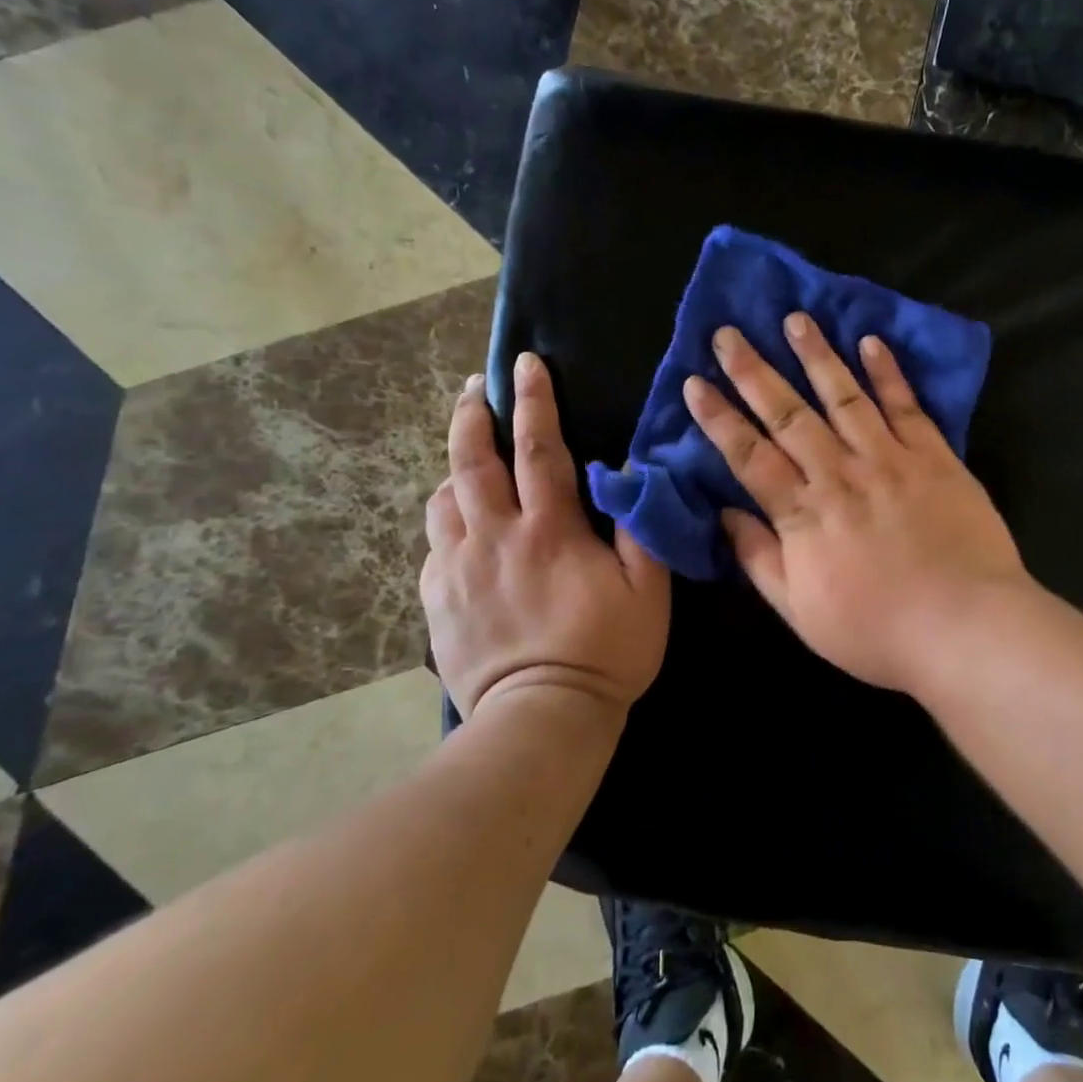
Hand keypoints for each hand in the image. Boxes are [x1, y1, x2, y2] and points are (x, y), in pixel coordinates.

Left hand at [423, 354, 669, 717]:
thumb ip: (641, 529)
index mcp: (549, 530)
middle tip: (475, 387)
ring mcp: (457, 567)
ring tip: (469, 458)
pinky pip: (433, 542)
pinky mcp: (436, 598)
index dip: (534, 401)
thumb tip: (628, 477)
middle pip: (472, 460)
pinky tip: (462, 525)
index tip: (527, 363)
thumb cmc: (606, 652)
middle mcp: (495, 537)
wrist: (541, 719)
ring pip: (443, 497)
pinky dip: (447, 519)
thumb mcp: (648, 592)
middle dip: (472, 415)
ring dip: (456, 467)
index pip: (538, 448)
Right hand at [683, 314, 1029, 693]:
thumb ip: (760, 559)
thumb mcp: (801, 612)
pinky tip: (871, 343)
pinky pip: (906, 407)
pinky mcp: (934, 457)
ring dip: (817, 356)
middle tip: (730, 333)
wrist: (966, 627)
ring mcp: (890, 460)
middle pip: (789, 415)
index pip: (749, 456)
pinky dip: (888, 373)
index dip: (719, 418)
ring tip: (795, 320)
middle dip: (754, 372)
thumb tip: (725, 515)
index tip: (694, 382)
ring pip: (844, 397)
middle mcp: (840, 474)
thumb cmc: (878, 631)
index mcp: (804, 514)